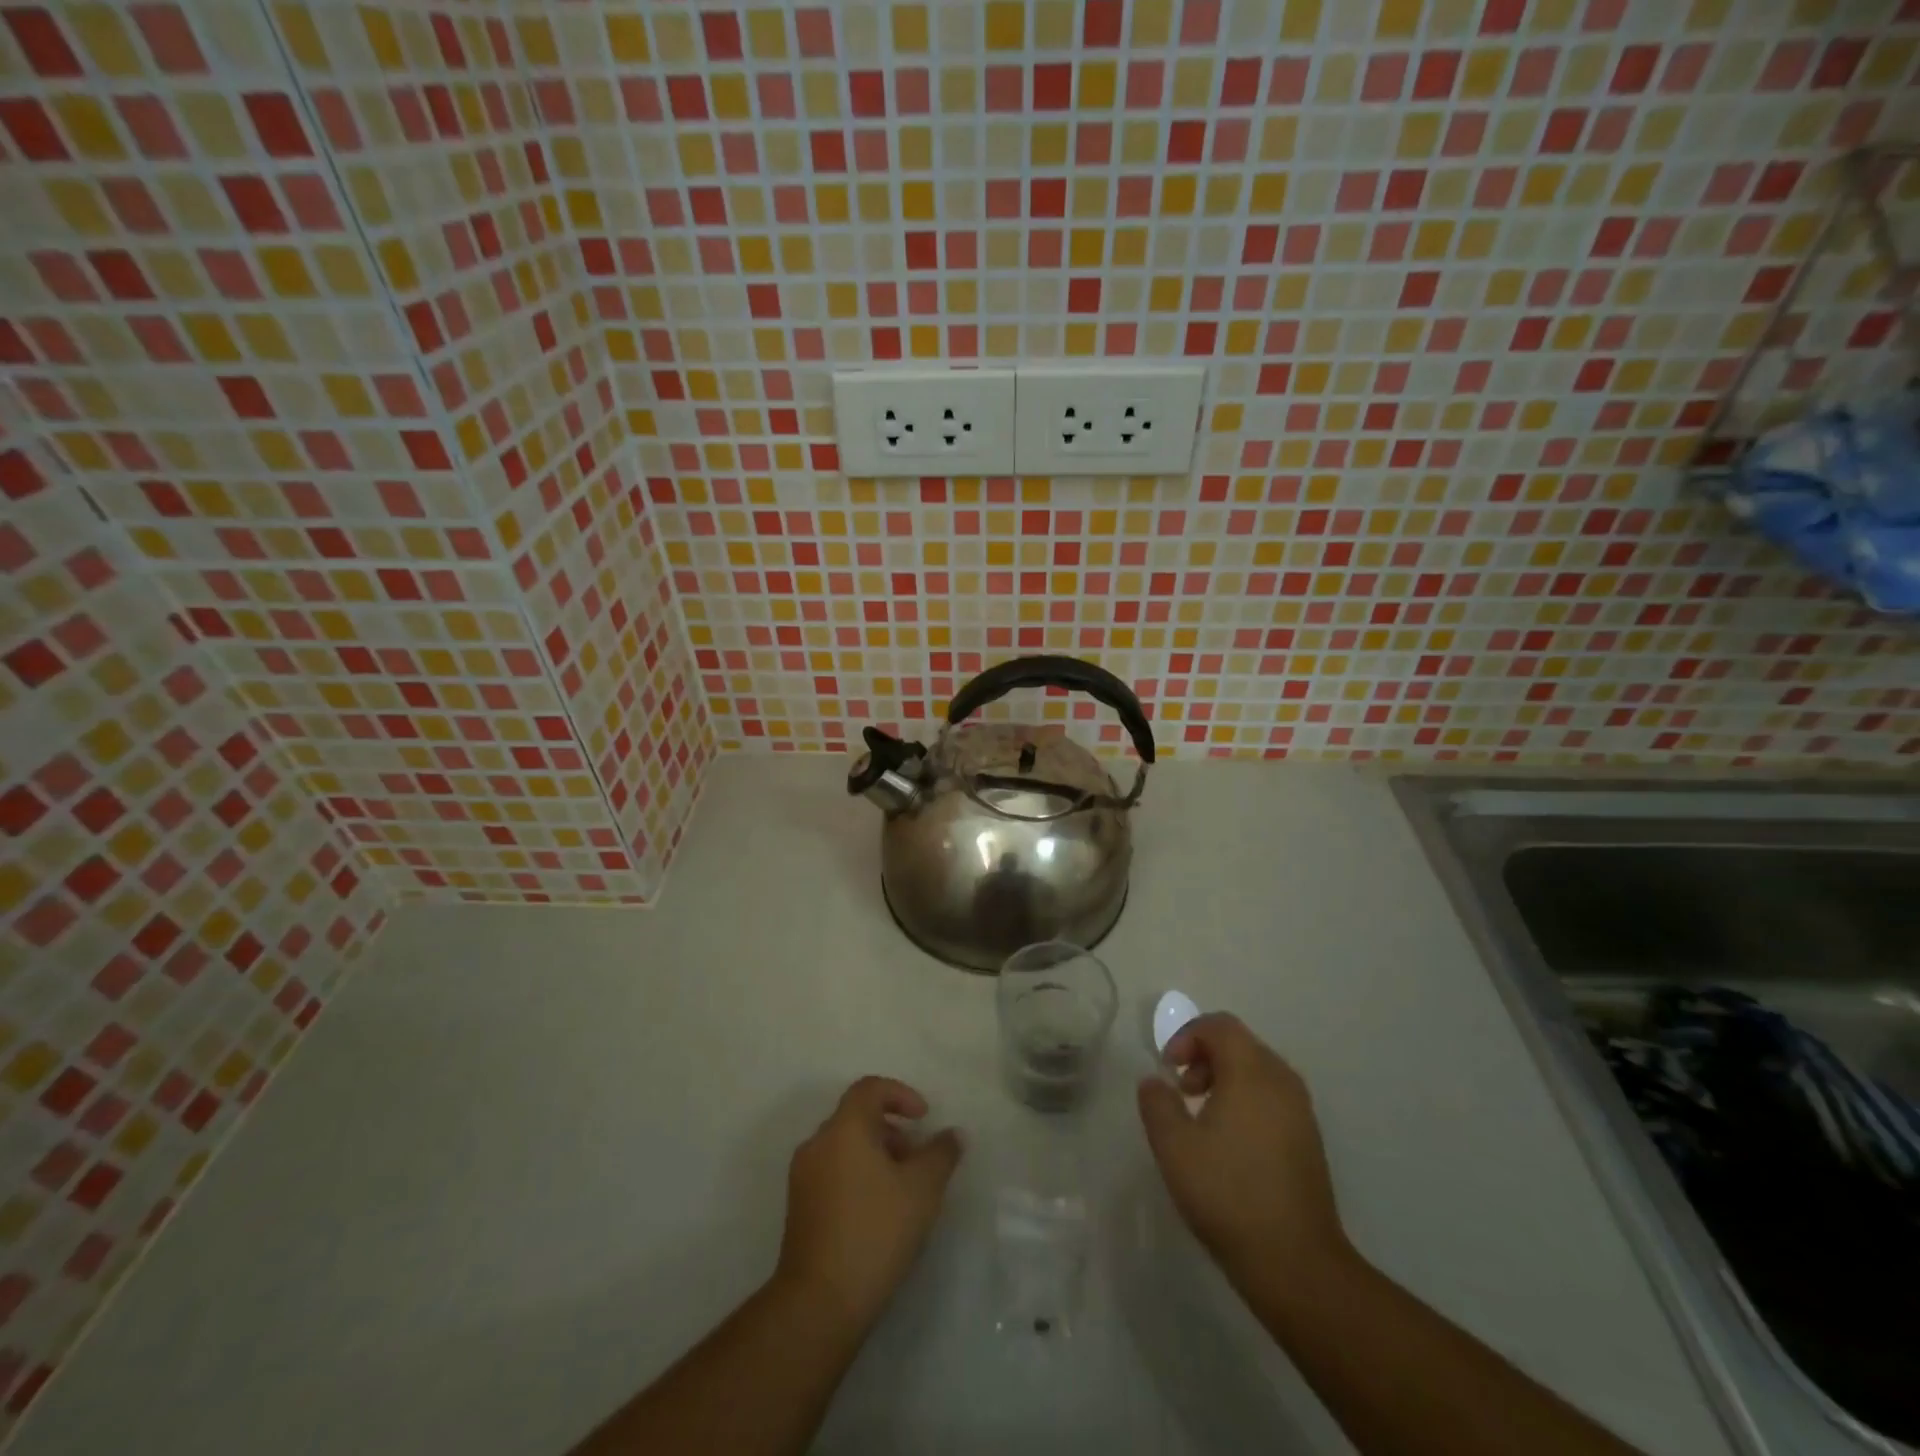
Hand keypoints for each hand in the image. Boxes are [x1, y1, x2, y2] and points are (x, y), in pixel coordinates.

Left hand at [775, 1076, 963, 1333]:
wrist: (820, 1302)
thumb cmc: (876, 1231)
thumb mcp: (922, 1189)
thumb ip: (941, 1154)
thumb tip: (953, 1134)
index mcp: (844, 1128)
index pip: (869, 1088)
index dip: (900, 1094)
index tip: (923, 1118)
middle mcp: (818, 1143)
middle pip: (856, 1117)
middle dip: (891, 1129)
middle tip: (918, 1157)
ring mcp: (803, 1176)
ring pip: (844, 1146)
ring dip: (876, 1154)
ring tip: (903, 1188)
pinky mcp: (799, 1208)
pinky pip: (832, 1171)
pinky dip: (858, 1174)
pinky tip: (879, 1210)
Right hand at [1137, 1013, 1353, 1293]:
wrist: (1297, 1264)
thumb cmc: (1229, 1194)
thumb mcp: (1174, 1147)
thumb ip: (1157, 1103)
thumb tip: (1155, 1082)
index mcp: (1252, 1073)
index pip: (1220, 1026)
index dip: (1186, 1036)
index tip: (1167, 1069)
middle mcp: (1282, 1081)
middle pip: (1239, 1044)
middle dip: (1203, 1056)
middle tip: (1181, 1091)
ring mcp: (1301, 1111)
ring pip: (1257, 1070)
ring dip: (1224, 1079)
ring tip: (1201, 1118)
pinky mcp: (1309, 1140)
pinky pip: (1272, 1097)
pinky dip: (1245, 1100)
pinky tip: (1229, 1143)